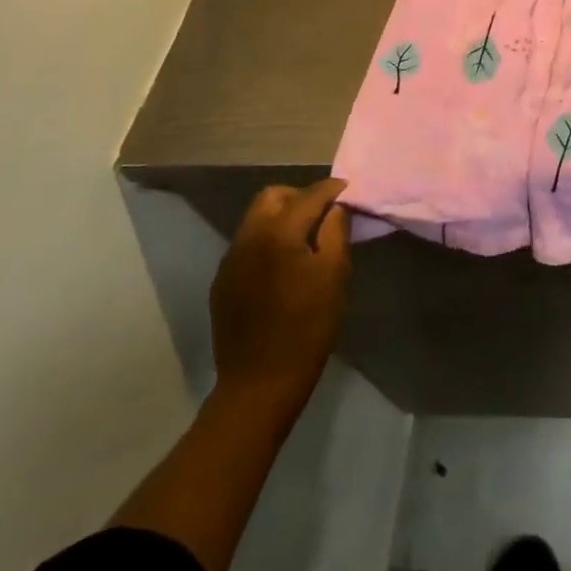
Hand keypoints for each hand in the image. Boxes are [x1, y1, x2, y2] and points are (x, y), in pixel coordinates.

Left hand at [209, 177, 351, 418]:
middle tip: (324, 213)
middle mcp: (248, 237)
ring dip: (282, 217)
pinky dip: (268, 239)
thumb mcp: (335, 275)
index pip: (308, 195)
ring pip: (256, 218)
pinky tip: (283, 264)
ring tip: (305, 237)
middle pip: (272, 197)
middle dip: (300, 196)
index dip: (331, 189)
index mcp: (278, 233)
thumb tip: (336, 208)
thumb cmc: (308, 326)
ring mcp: (231, 259)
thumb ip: (336, 232)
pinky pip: (247, 243)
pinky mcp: (223, 280)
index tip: (347, 189)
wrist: (260, 382)